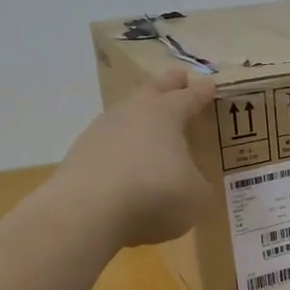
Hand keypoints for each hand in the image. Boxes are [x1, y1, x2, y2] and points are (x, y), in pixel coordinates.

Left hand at [54, 68, 215, 246]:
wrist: (88, 212)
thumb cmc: (155, 194)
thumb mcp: (196, 195)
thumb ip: (197, 183)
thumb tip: (188, 183)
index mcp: (166, 115)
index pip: (188, 98)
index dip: (201, 93)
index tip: (209, 84)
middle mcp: (132, 114)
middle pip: (152, 92)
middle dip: (167, 85)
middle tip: (178, 77)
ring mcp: (100, 132)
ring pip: (124, 114)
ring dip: (138, 114)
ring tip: (147, 119)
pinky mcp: (79, 156)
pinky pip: (107, 143)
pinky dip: (120, 146)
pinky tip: (124, 158)